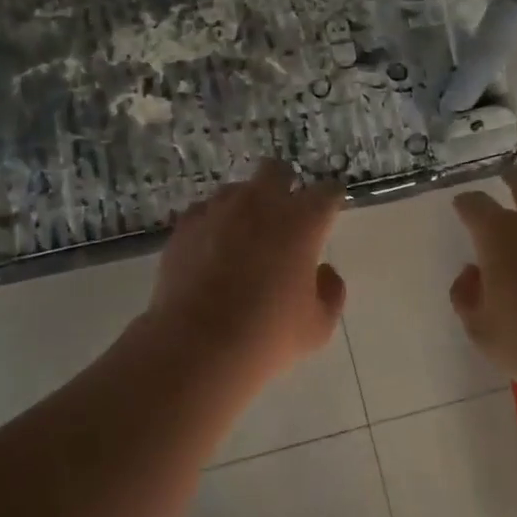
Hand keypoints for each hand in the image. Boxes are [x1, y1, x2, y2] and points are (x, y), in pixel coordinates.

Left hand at [146, 160, 347, 386]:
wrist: (197, 345)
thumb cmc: (268, 336)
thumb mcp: (318, 326)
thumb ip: (330, 291)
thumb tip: (323, 272)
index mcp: (302, 221)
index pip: (327, 192)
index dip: (330, 202)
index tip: (329, 214)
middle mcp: (261, 203)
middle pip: (276, 170)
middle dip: (285, 185)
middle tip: (285, 215)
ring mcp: (218, 210)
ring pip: (237, 189)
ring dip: (246, 205)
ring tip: (244, 236)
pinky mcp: (185, 226)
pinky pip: (204, 211)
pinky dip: (213, 223)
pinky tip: (212, 249)